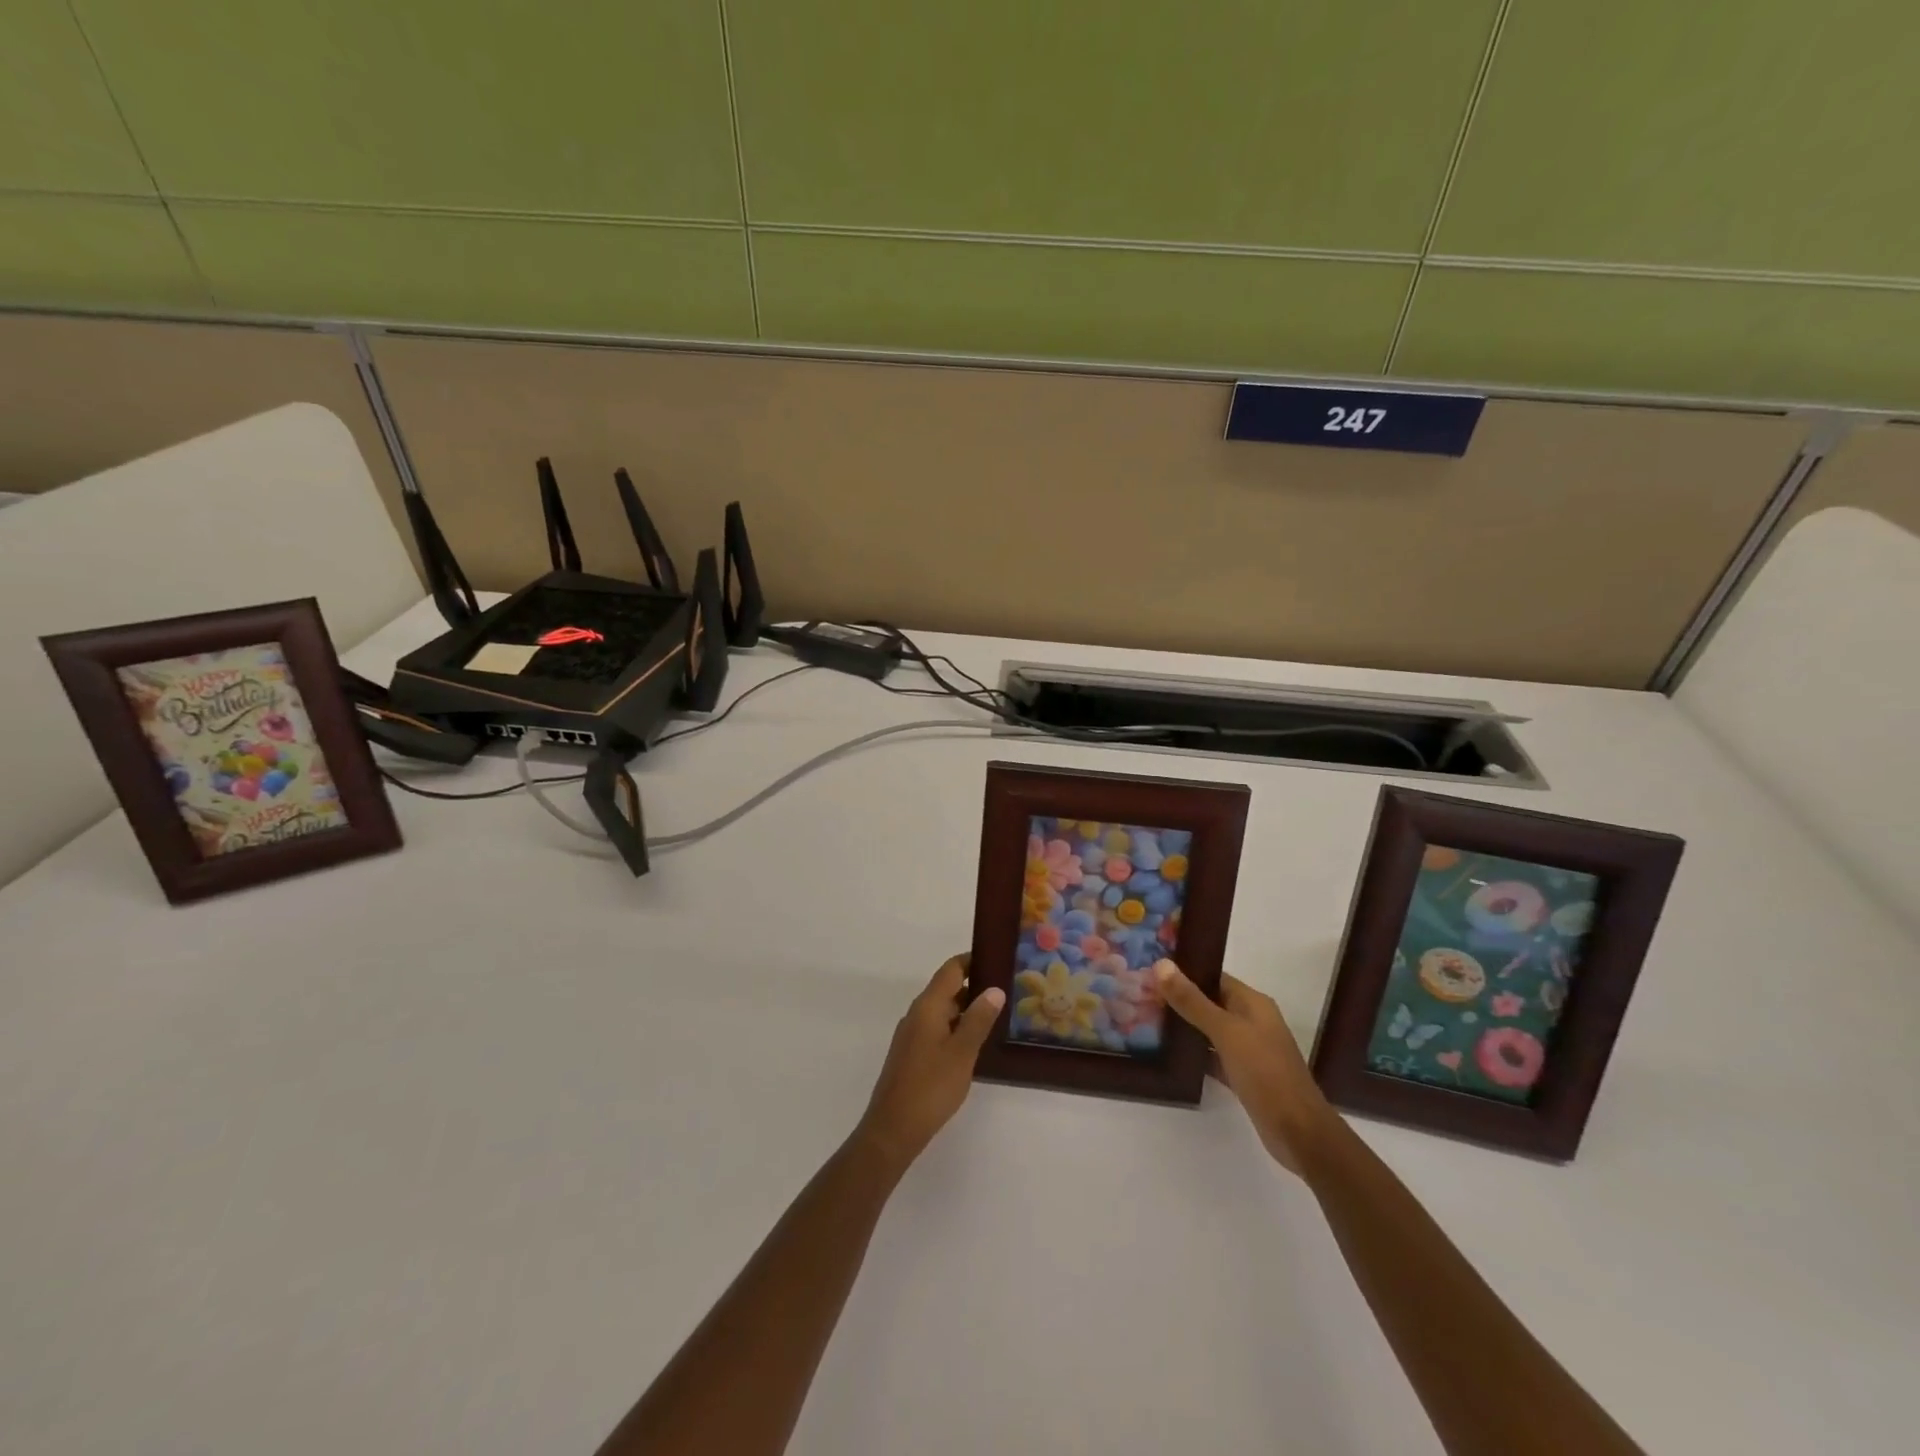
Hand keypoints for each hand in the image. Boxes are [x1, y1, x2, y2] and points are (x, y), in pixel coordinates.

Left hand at [856, 955, 1003, 1171]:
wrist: (893, 1129)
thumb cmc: (930, 1087)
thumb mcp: (962, 1053)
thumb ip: (978, 1020)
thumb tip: (994, 988)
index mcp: (928, 1006)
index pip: (951, 970)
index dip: (973, 960)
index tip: (997, 958)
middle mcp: (917, 1014)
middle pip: (947, 988)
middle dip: (975, 985)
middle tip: (1008, 989)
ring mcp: (912, 1034)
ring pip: (943, 1011)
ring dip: (967, 1009)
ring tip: (999, 1014)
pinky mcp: (912, 1054)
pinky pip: (938, 1029)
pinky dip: (957, 1027)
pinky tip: (976, 1042)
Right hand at [1156, 961, 1337, 1175]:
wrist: (1298, 1132)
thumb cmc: (1265, 1072)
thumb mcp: (1226, 1032)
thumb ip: (1192, 1001)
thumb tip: (1161, 964)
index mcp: (1252, 1003)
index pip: (1213, 976)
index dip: (1184, 972)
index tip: (1150, 971)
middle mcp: (1251, 1021)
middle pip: (1210, 1002)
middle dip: (1179, 999)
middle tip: (1141, 995)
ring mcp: (1248, 1049)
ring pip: (1209, 1029)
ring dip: (1184, 1026)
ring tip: (1146, 1020)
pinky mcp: (1243, 1075)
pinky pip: (1212, 1055)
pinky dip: (1194, 1053)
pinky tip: (1168, 1054)